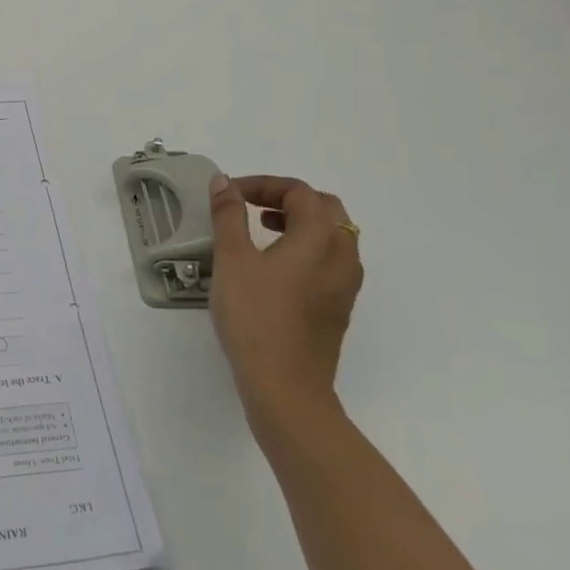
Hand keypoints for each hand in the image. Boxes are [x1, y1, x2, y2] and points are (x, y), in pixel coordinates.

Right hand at [207, 174, 362, 439]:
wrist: (285, 386)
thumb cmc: (255, 316)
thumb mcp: (232, 259)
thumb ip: (228, 215)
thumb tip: (224, 183)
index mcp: (320, 237)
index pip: (299, 192)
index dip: (264, 185)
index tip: (230, 195)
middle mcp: (342, 255)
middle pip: (325, 208)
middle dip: (287, 199)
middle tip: (251, 206)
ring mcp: (345, 284)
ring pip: (332, 235)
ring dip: (299, 222)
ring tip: (262, 230)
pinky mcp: (339, 307)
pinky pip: (330, 260)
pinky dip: (306, 247)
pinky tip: (275, 267)